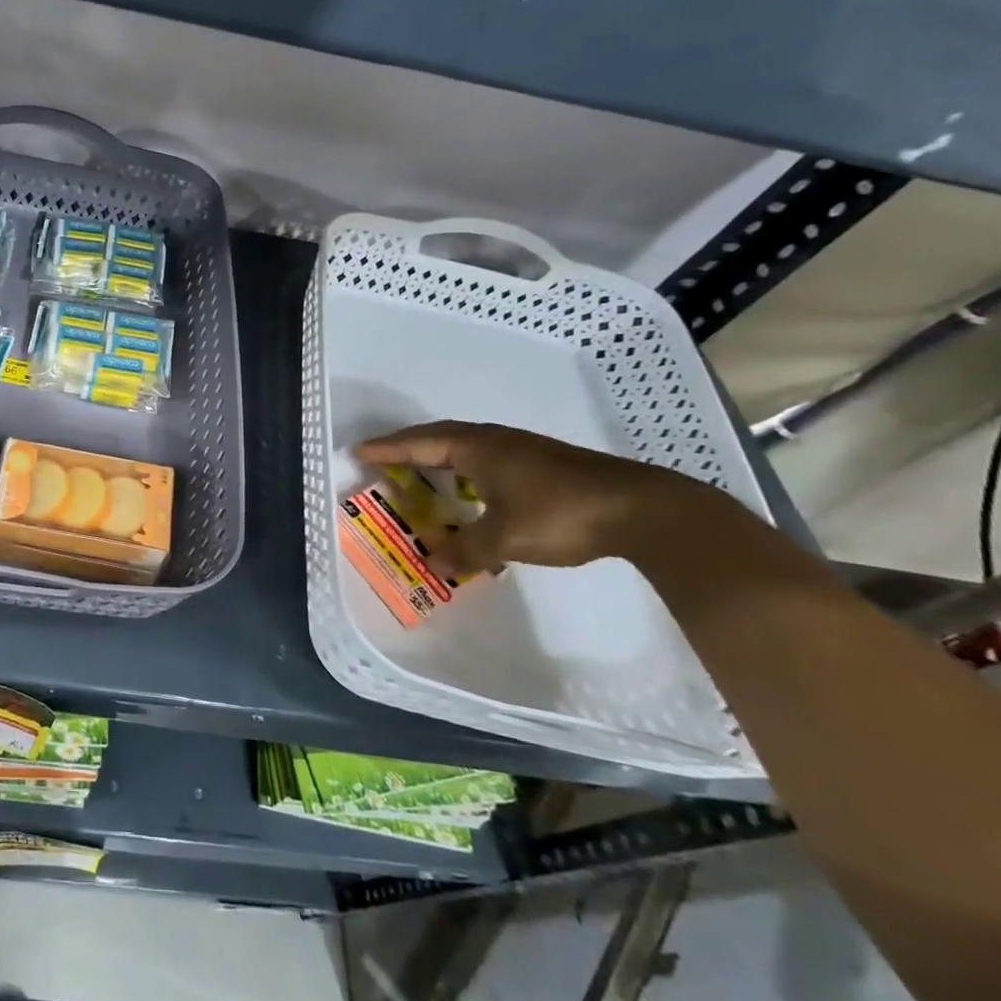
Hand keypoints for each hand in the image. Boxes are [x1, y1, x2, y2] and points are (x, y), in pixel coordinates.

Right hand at [355, 422, 719, 574]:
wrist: (643, 509)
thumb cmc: (560, 515)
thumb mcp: (504, 539)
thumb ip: (465, 550)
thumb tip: (435, 564)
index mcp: (478, 448)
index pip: (419, 444)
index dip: (387, 449)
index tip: (358, 451)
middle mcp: (496, 440)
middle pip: (440, 436)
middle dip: (408, 447)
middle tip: (382, 459)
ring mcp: (523, 449)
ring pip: (466, 445)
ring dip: (439, 456)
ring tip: (421, 471)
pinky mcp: (544, 463)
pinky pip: (487, 457)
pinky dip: (465, 467)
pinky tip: (473, 488)